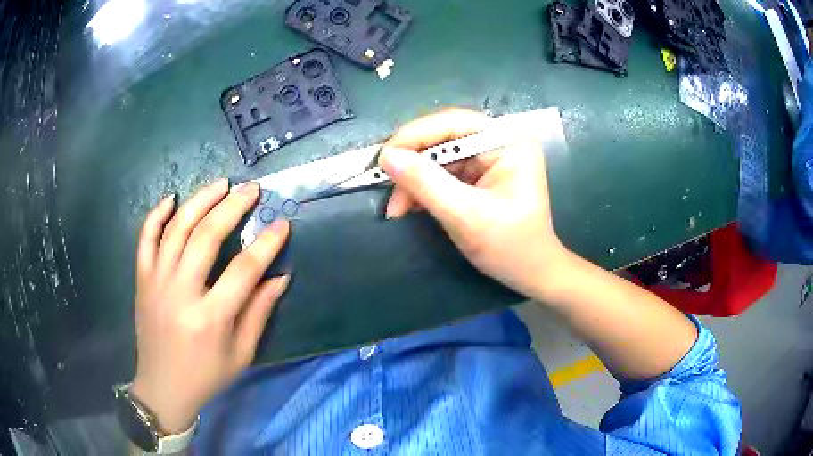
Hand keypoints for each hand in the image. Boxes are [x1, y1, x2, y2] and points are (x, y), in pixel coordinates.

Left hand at [131, 180, 289, 433]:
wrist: (163, 386)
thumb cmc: (207, 375)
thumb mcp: (241, 354)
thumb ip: (259, 313)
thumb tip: (280, 277)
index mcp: (210, 319)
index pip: (243, 270)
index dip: (265, 244)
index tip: (282, 224)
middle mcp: (180, 293)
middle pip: (205, 237)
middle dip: (232, 208)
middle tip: (251, 190)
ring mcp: (156, 282)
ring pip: (176, 229)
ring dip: (199, 201)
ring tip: (221, 184)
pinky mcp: (142, 279)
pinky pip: (145, 238)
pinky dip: (156, 215)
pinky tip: (171, 198)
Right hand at [378, 108, 568, 299]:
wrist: (532, 273)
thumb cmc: (509, 247)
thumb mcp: (466, 216)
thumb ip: (426, 184)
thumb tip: (387, 157)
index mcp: (507, 142)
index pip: (453, 123)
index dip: (414, 136)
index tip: (383, 160)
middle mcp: (499, 141)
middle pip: (443, 137)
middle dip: (412, 163)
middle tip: (385, 185)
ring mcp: (489, 157)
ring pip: (439, 156)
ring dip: (414, 180)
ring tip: (396, 208)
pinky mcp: (480, 174)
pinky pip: (443, 172)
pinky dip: (423, 188)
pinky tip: (409, 205)